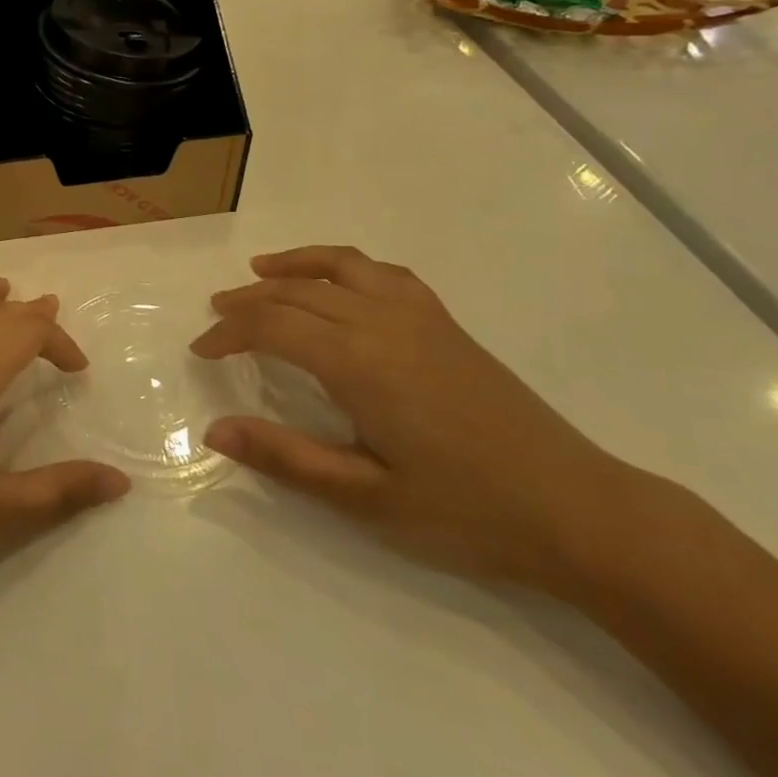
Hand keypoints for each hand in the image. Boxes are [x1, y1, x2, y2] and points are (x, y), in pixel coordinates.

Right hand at [194, 246, 637, 588]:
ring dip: (294, 265)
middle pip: (297, 292)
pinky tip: (339, 283)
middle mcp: (382, 322)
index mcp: (359, 362)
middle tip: (216, 315)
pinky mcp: (445, 322)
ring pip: (341, 267)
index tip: (200, 350)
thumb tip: (215, 431)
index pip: (272, 326)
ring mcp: (419, 316)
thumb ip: (286, 458)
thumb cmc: (466, 511)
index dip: (228, 333)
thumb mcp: (366, 498)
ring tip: (260, 270)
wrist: (577, 510)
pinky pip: (384, 273)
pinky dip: (346, 266)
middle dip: (248, 300)